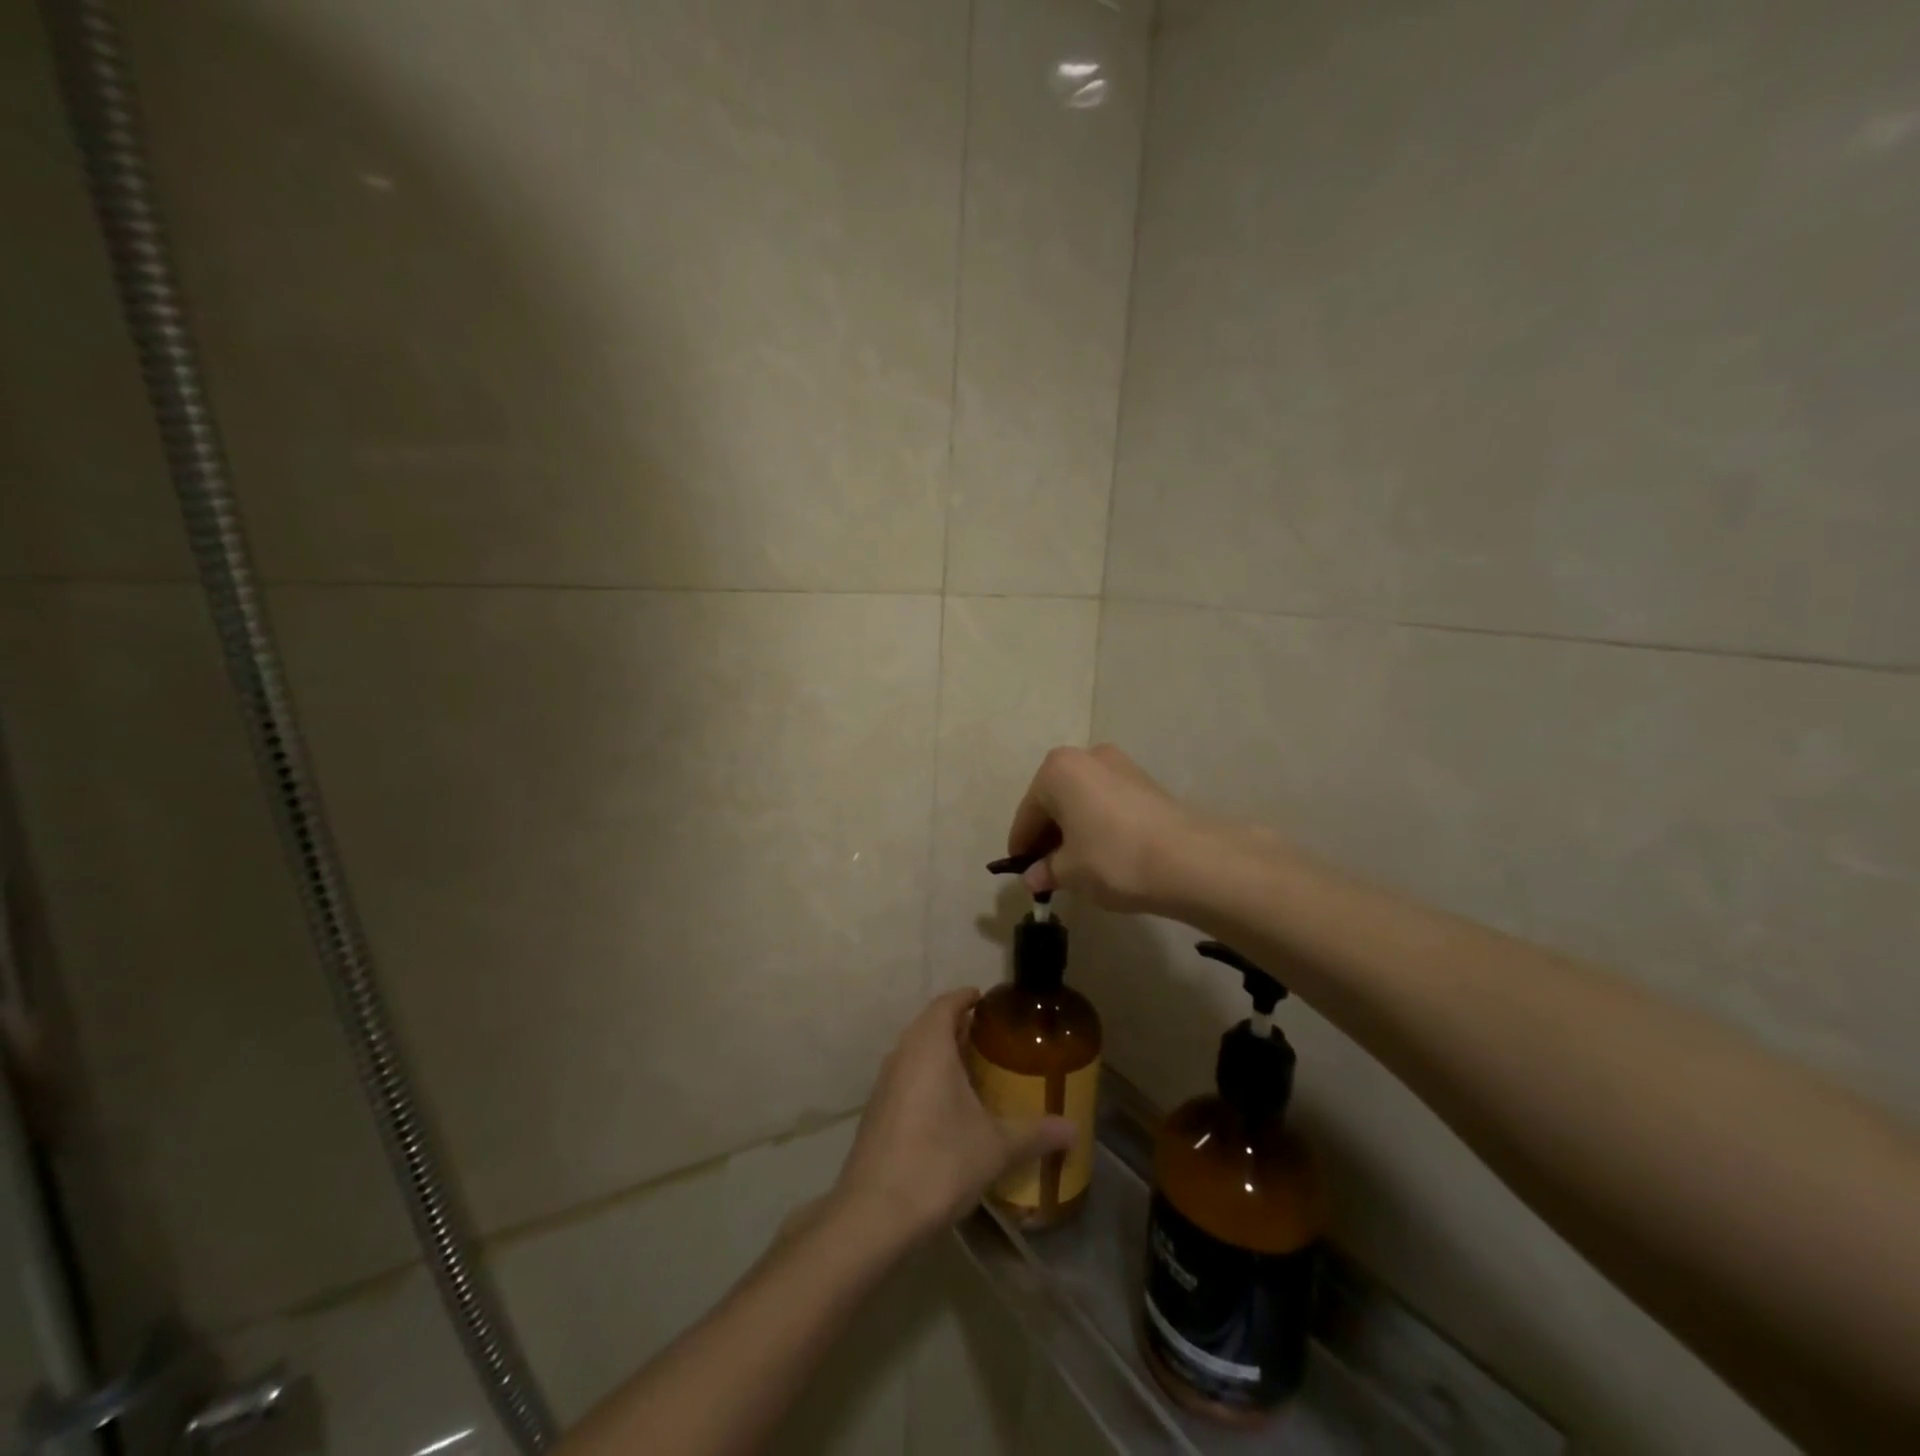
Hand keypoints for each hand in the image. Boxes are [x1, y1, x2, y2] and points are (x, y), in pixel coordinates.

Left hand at [833, 990, 1075, 1245]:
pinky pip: (907, 1078)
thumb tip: (1073, 1129)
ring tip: (976, 1070)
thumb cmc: (940, 1161)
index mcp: (930, 1045)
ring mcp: (885, 1083)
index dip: (968, 998)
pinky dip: (928, 1079)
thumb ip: (1035, 1133)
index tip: (990, 1003)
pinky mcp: (876, 1112)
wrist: (875, 1214)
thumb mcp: (996, 1147)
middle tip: (993, 1039)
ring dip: (942, 1054)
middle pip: (931, 1025)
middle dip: (959, 1026)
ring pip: (916, 1052)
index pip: (947, 1003)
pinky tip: (949, 1107)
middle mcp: (902, 1054)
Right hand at [1006, 744, 1244, 912]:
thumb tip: (1034, 877)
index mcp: (1057, 770)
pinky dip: (1099, 824)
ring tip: (1076, 865)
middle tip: (1047, 870)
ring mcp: (1121, 765)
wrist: (1187, 860)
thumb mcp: (1069, 871)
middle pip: (1056, 800)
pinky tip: (1103, 854)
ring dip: (1075, 828)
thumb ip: (1046, 870)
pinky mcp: (1147, 783)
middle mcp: (1087, 757)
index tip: (1021, 870)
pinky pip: (1108, 803)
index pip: (1028, 813)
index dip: (1022, 845)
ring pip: (1083, 800)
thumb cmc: (1112, 858)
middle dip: (1049, 834)